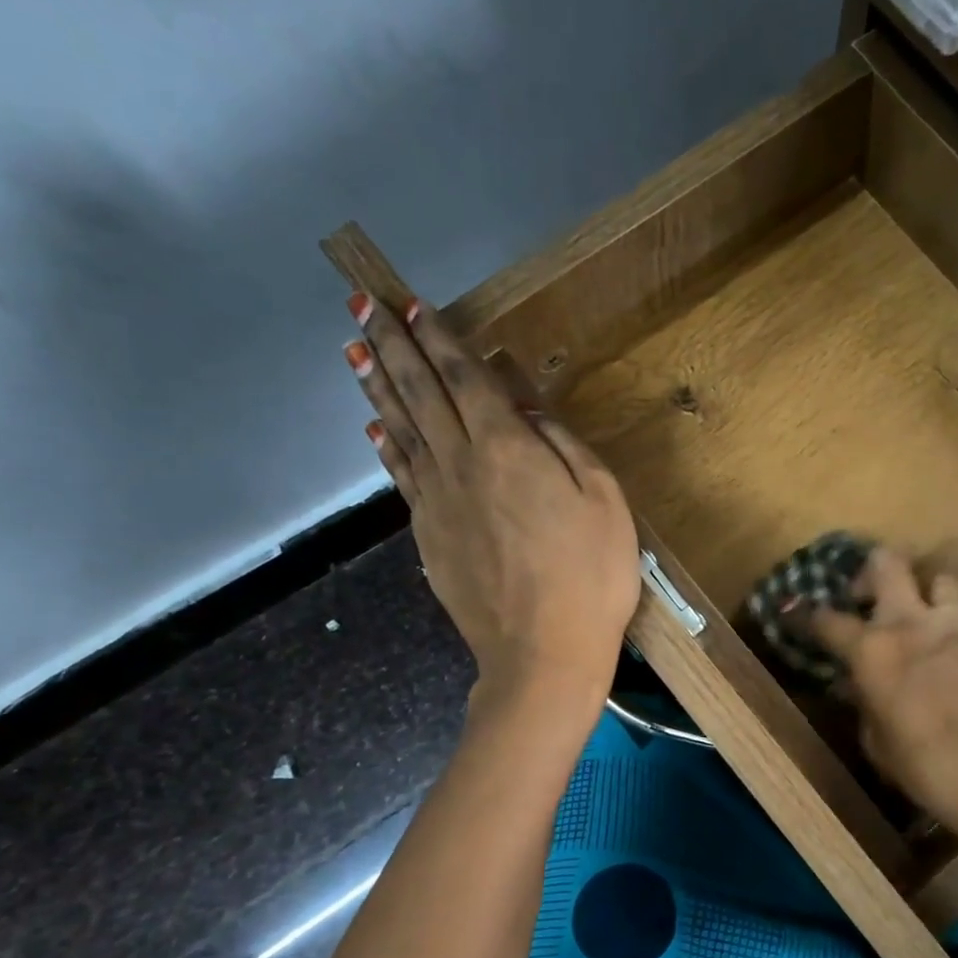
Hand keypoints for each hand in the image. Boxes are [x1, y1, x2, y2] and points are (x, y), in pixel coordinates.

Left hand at [342, 293, 639, 705]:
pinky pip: (401, 476)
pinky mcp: (429, 536)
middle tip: (361, 305)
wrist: (544, 652)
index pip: (465, 379)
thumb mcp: (604, 500)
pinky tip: (376, 429)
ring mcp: (438, 502)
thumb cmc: (591, 575)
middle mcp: (461, 464)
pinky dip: (386, 445)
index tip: (410, 306)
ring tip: (354, 352)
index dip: (438, 339)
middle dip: (391, 346)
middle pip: (420, 393)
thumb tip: (526, 409)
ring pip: (400, 430)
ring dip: (377, 387)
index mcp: (508, 449)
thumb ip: (564, 446)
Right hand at [809, 550, 957, 847]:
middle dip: (873, 570)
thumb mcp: (877, 742)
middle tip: (870, 594)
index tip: (798, 612)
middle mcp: (913, 626)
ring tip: (929, 622)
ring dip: (930, 597)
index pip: (828, 619)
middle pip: (888, 563)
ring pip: (943, 582)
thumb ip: (865, 701)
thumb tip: (859, 683)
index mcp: (873, 651)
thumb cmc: (924, 770)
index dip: (808, 615)